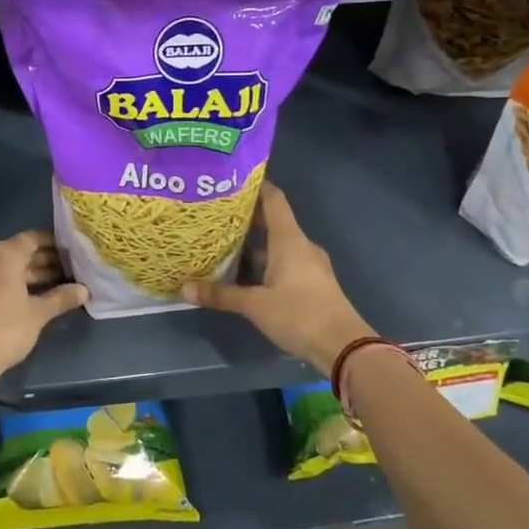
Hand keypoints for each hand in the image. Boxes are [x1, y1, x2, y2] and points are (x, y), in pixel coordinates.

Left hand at [0, 230, 86, 385]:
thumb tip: (84, 290)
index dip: (54, 243)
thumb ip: (61, 298)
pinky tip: (33, 298)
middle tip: (70, 271)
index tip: (72, 251)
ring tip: (57, 285)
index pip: (33, 238)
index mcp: (4, 254)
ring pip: (8, 268)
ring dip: (31, 275)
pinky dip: (15, 285)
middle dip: (45, 261)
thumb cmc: (4, 329)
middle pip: (20, 253)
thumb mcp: (38, 314)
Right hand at [183, 183, 369, 375]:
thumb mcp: (254, 305)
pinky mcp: (313, 282)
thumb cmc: (298, 314)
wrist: (343, 346)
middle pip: (273, 221)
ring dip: (255, 244)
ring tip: (225, 244)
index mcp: (289, 239)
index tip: (231, 182)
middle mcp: (301, 245)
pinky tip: (246, 275)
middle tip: (217, 215)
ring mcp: (310, 264)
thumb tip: (185, 288)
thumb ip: (221, 295)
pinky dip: (266, 262)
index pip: (273, 199)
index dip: (255, 186)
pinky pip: (286, 262)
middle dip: (247, 218)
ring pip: (279, 245)